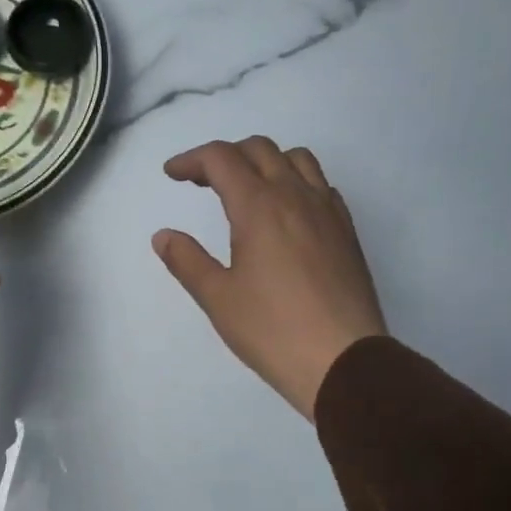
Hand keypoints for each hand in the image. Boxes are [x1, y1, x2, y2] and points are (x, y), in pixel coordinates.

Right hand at [153, 137, 387, 419]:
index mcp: (259, 206)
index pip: (221, 158)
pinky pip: (320, 185)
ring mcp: (328, 211)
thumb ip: (186, 260)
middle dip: (225, 156)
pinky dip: (296, 182)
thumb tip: (163, 236)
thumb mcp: (218, 298)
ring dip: (265, 161)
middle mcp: (296, 196)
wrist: (344, 362)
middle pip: (259, 149)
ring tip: (247, 189)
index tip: (172, 174)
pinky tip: (286, 213)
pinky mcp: (347, 232)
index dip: (192, 159)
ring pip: (297, 159)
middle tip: (202, 182)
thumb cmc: (272, 330)